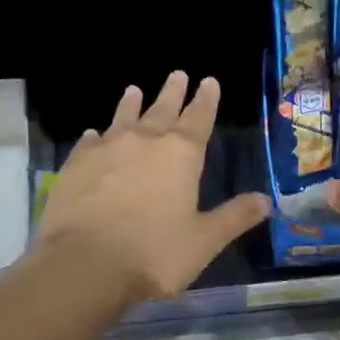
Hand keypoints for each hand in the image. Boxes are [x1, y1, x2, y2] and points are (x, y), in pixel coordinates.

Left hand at [37, 72, 269, 301]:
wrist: (83, 264)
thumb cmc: (153, 254)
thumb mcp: (203, 241)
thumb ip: (233, 218)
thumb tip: (265, 200)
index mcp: (180, 155)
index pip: (198, 119)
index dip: (206, 100)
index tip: (209, 81)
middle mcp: (143, 142)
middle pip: (161, 110)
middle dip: (172, 92)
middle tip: (177, 74)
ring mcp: (105, 151)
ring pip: (122, 119)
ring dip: (131, 104)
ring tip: (134, 89)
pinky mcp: (75, 166)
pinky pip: (89, 142)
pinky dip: (95, 136)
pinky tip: (93, 134)